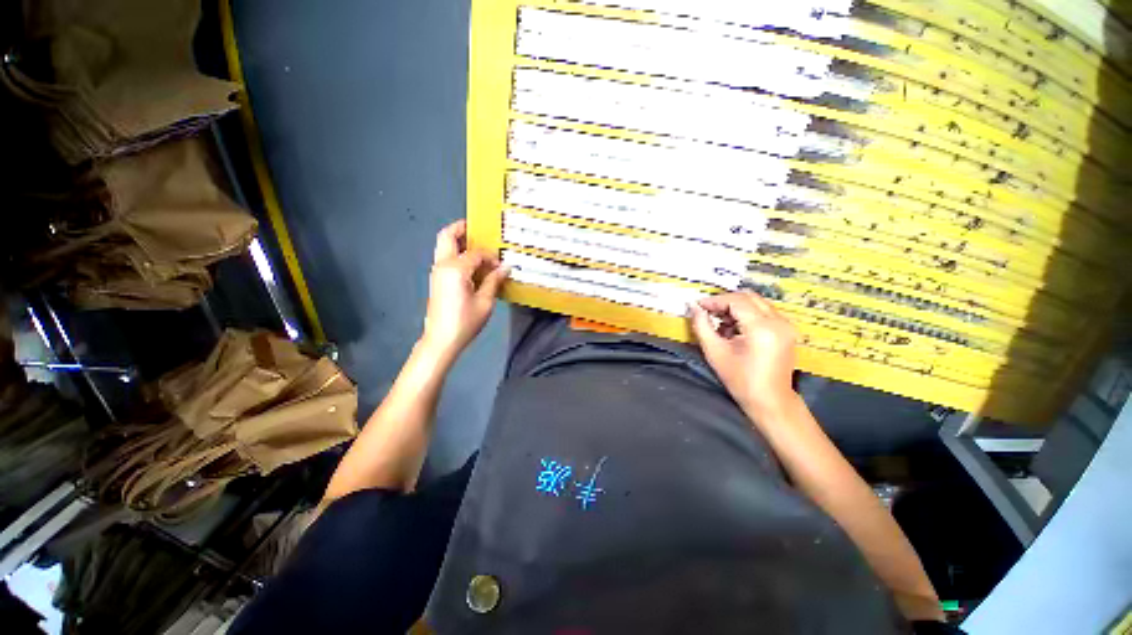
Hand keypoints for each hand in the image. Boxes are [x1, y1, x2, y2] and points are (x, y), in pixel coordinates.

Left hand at [421, 220, 509, 358]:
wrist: (441, 340)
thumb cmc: (465, 321)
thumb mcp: (485, 302)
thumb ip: (493, 281)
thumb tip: (505, 267)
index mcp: (456, 269)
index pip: (476, 253)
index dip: (490, 256)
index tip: (501, 264)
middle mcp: (443, 265)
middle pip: (448, 236)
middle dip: (462, 228)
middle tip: (479, 229)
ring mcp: (437, 272)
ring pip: (444, 246)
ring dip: (459, 241)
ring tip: (478, 246)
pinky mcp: (437, 280)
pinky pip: (446, 258)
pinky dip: (457, 254)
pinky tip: (472, 264)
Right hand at [689, 290, 798, 416]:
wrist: (770, 401)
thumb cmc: (740, 380)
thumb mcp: (715, 352)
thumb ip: (702, 326)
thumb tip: (694, 307)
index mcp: (762, 328)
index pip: (737, 301)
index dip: (715, 300)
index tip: (698, 305)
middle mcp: (779, 321)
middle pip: (748, 297)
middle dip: (725, 301)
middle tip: (707, 311)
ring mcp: (786, 325)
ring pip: (756, 302)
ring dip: (736, 307)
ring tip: (719, 321)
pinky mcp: (787, 330)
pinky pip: (763, 312)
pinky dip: (746, 314)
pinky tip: (734, 328)